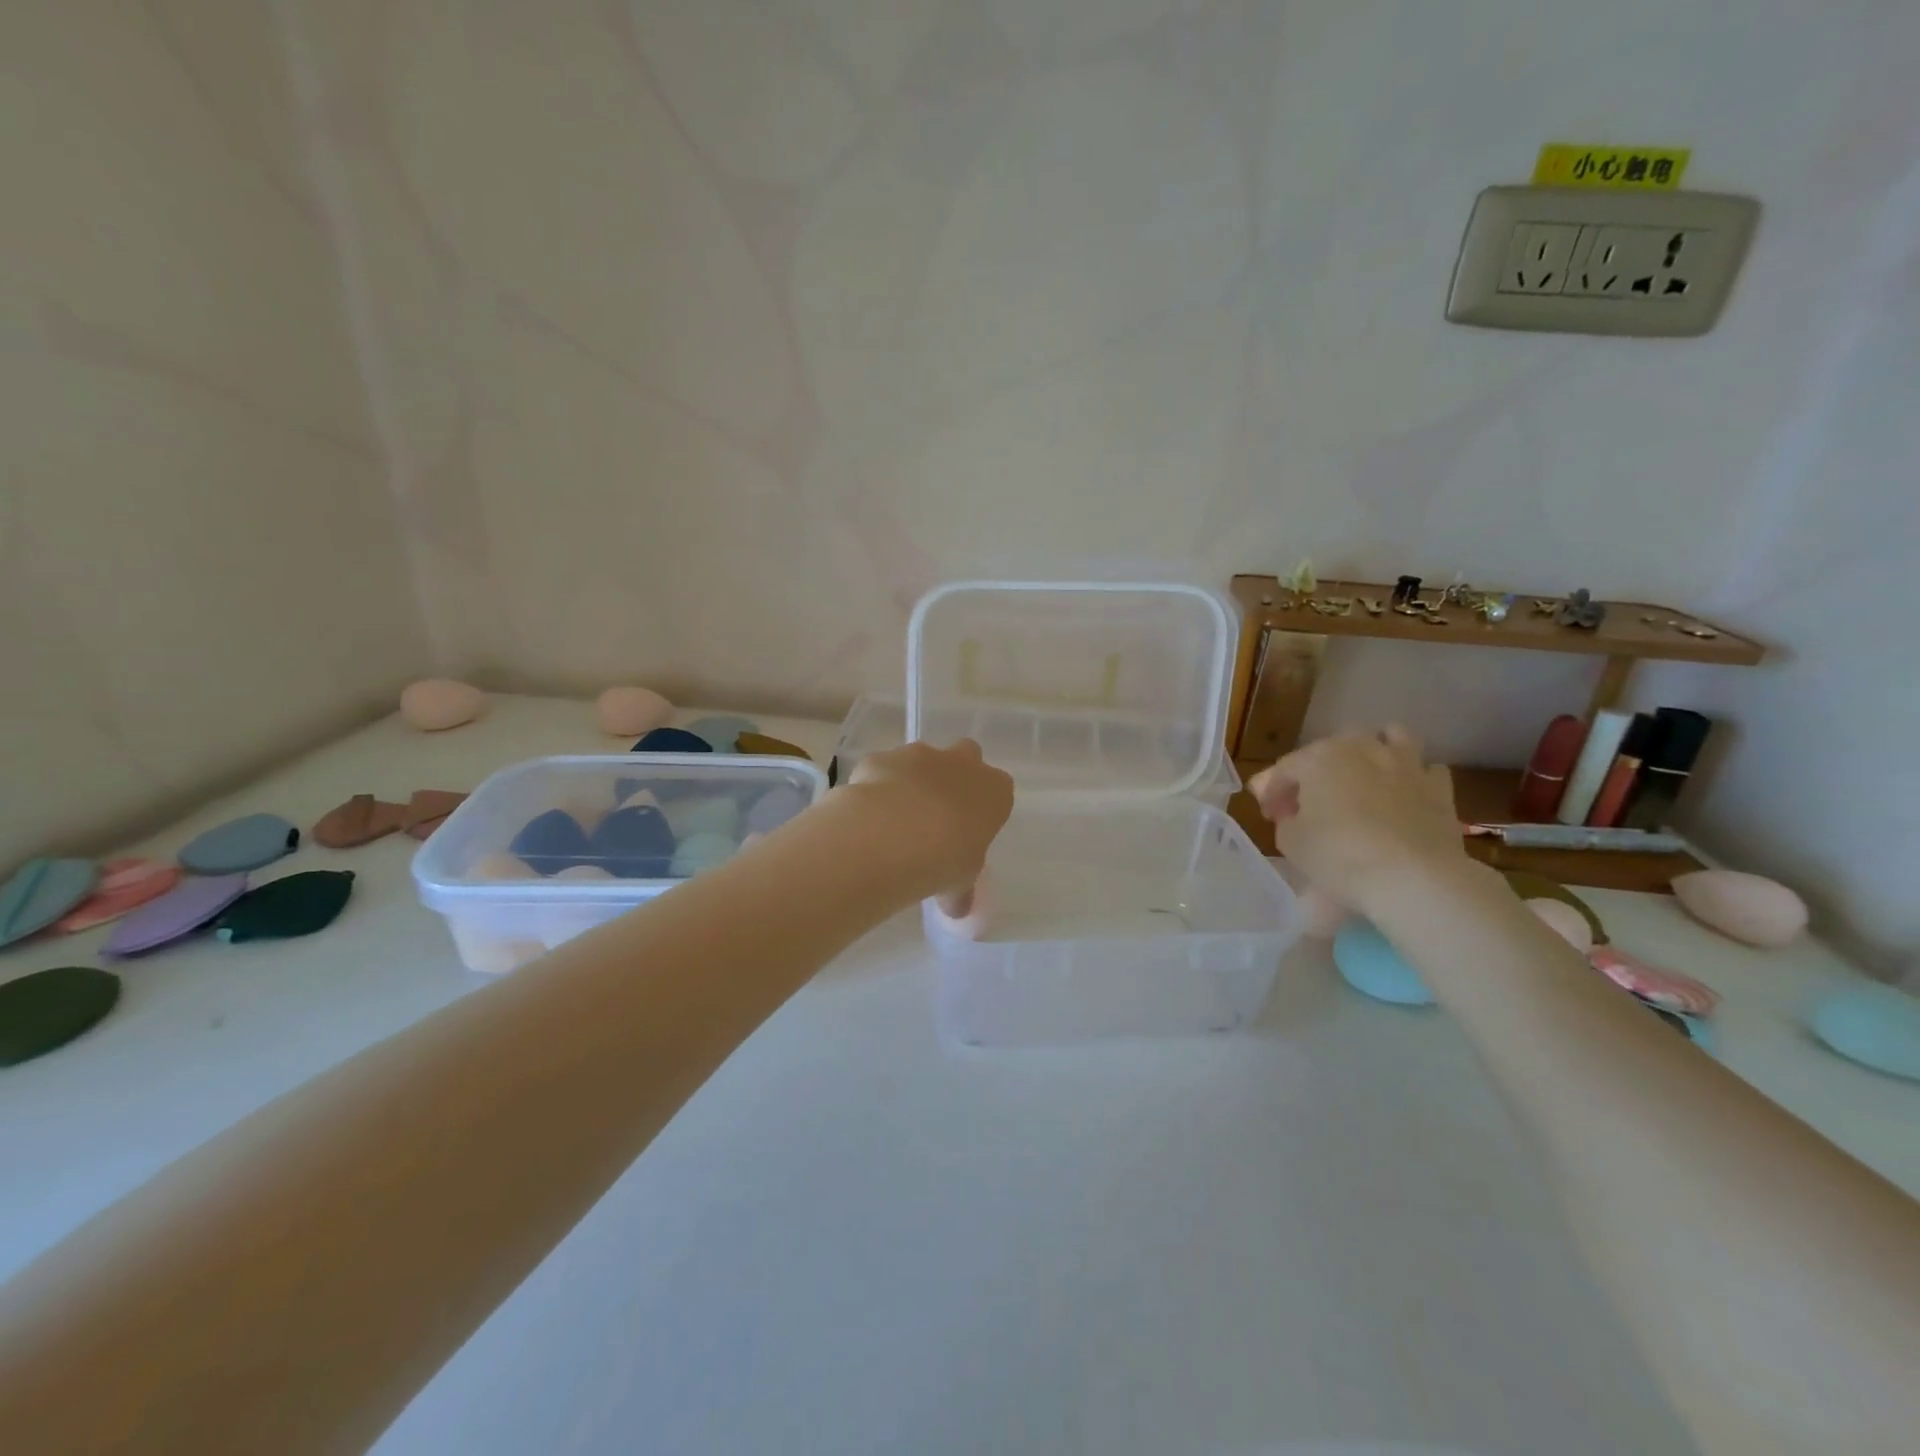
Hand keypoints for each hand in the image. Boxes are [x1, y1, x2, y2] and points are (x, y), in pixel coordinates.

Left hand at [846, 739, 1013, 911]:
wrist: (889, 835)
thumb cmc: (943, 860)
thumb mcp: (959, 884)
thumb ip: (959, 892)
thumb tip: (957, 909)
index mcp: (994, 791)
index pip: (999, 789)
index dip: (983, 807)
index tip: (969, 831)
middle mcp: (961, 763)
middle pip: (966, 756)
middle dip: (954, 776)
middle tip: (938, 813)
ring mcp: (919, 755)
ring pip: (921, 758)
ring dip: (914, 779)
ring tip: (896, 818)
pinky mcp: (882, 757)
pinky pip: (883, 769)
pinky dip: (877, 785)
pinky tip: (867, 814)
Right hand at [1249, 726, 1463, 915]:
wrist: (1413, 878)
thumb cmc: (1339, 856)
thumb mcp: (1291, 842)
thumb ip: (1287, 819)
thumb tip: (1296, 814)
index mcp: (1318, 758)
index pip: (1284, 769)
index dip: (1272, 792)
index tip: (1270, 817)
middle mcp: (1361, 748)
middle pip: (1332, 748)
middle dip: (1316, 771)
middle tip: (1309, 802)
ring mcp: (1405, 763)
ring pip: (1389, 737)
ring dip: (1373, 751)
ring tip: (1365, 775)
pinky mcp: (1440, 787)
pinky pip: (1425, 769)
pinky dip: (1412, 776)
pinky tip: (1405, 794)